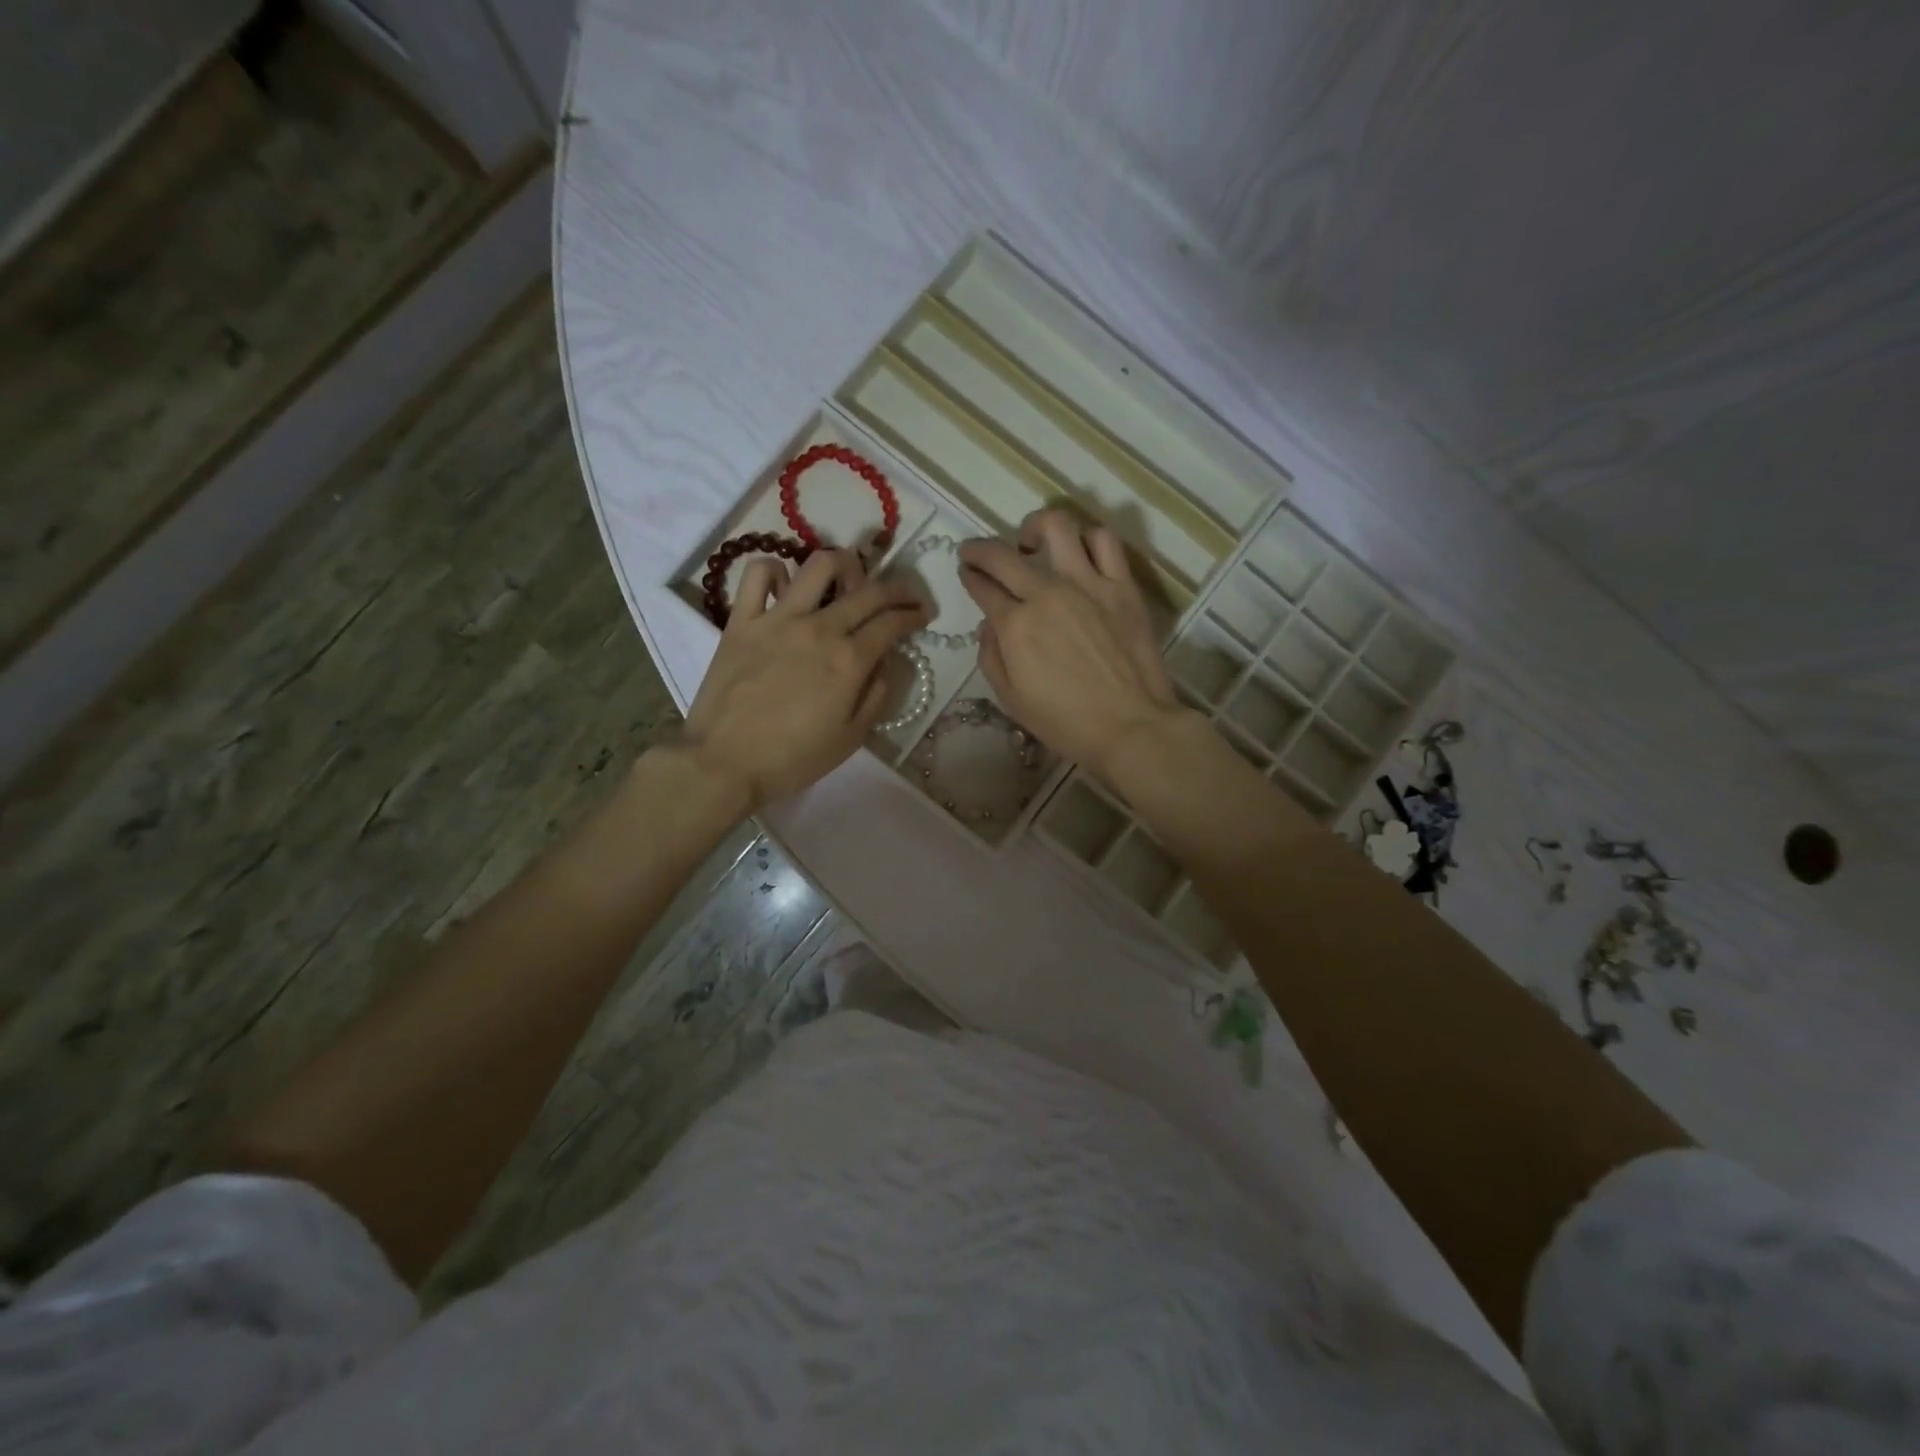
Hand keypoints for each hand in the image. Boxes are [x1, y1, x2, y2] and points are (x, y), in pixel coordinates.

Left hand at [682, 549, 927, 808]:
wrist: (725, 764)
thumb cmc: (793, 759)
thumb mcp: (851, 737)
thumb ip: (875, 694)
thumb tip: (883, 662)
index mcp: (849, 660)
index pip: (892, 622)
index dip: (913, 614)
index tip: (922, 615)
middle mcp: (819, 628)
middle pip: (868, 591)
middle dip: (897, 588)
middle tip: (904, 594)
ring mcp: (778, 619)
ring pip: (819, 565)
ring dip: (844, 564)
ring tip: (848, 579)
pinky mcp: (742, 620)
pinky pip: (758, 574)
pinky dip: (776, 570)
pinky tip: (787, 587)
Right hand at [960, 509, 1187, 780]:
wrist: (1130, 727)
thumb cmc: (1065, 722)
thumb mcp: (1011, 699)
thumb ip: (991, 656)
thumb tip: (989, 625)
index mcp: (1015, 625)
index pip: (982, 586)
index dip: (969, 576)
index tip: (966, 572)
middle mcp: (1047, 594)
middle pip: (1004, 555)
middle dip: (980, 550)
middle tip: (976, 553)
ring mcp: (1088, 584)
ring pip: (1056, 527)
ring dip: (1035, 528)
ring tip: (1032, 543)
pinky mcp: (1122, 586)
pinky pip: (1105, 542)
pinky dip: (1087, 538)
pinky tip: (1079, 552)